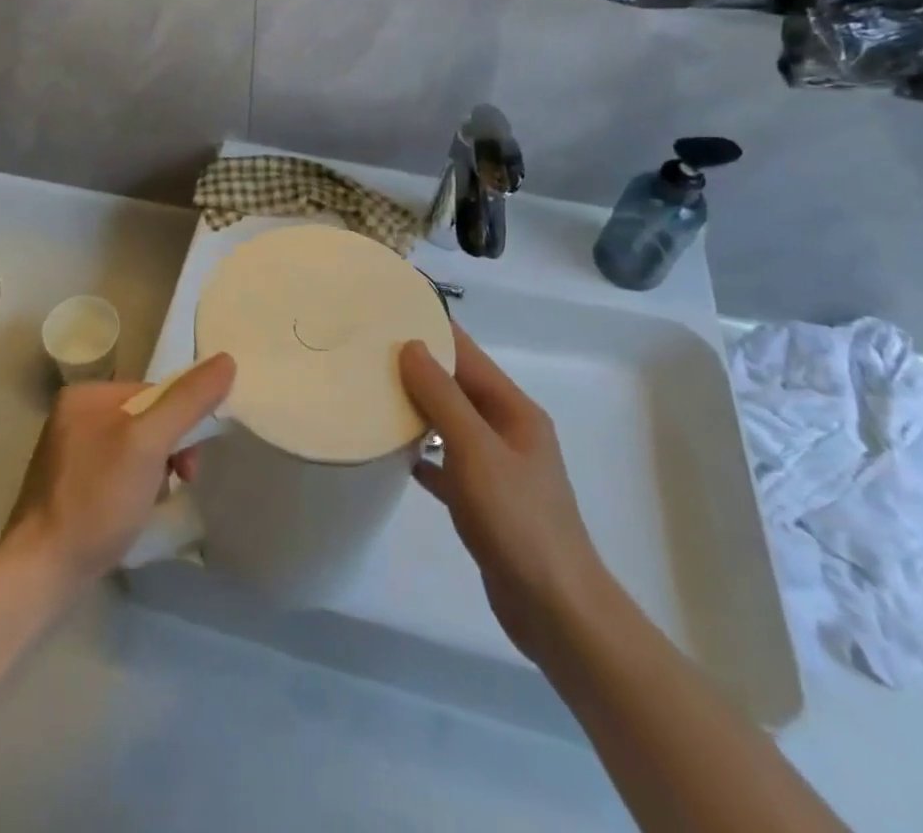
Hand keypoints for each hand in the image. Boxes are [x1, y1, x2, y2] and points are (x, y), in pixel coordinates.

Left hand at [6, 354, 235, 593]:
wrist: (42, 573)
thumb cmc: (97, 499)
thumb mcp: (149, 443)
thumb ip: (188, 401)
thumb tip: (227, 360)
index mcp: (85, 394)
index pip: (154, 392)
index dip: (180, 422)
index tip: (189, 463)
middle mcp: (73, 416)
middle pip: (145, 419)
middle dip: (169, 450)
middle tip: (180, 482)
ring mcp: (68, 453)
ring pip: (134, 449)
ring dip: (155, 471)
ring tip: (155, 502)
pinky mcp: (69, 487)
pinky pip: (116, 472)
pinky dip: (134, 488)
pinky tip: (135, 512)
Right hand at [399, 325, 607, 661]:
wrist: (555, 610)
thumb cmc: (518, 520)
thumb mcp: (476, 451)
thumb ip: (443, 397)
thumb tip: (411, 346)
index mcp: (514, 410)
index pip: (468, 354)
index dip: (433, 329)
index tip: (392, 311)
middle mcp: (508, 431)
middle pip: (457, 386)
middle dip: (418, 368)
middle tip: (367, 351)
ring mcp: (498, 467)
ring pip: (451, 423)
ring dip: (418, 409)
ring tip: (372, 393)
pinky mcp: (485, 500)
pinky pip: (448, 463)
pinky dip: (424, 455)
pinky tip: (394, 454)